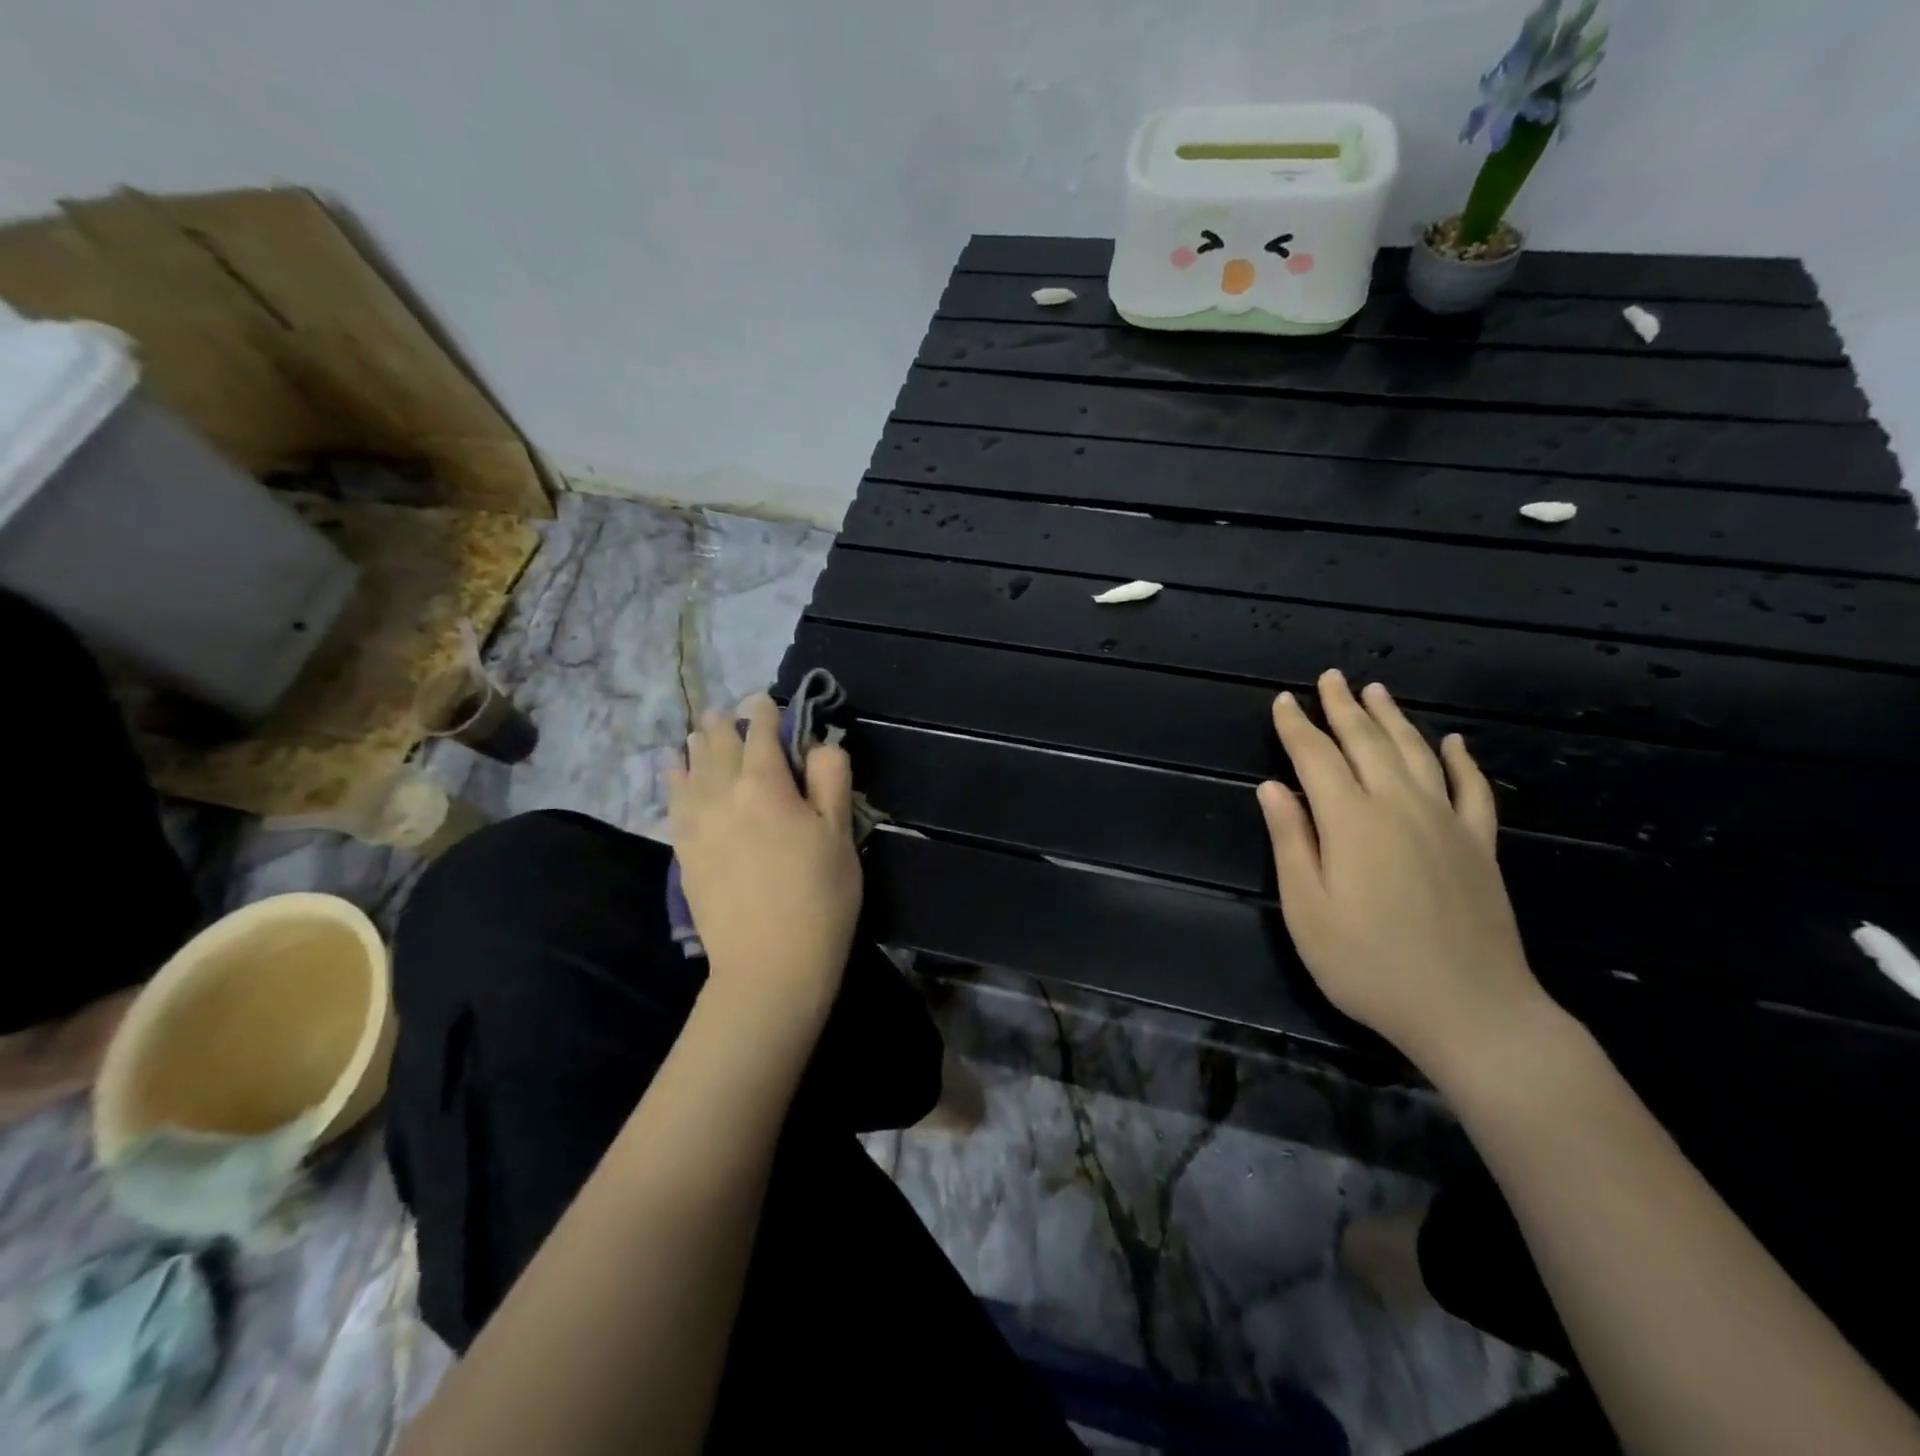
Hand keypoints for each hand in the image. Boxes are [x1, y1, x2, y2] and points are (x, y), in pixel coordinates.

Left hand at [668, 695, 860, 1015]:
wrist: (769, 965)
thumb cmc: (819, 897)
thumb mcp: (840, 834)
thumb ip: (830, 779)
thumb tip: (819, 743)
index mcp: (765, 785)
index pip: (761, 733)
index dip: (766, 713)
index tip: (768, 702)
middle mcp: (722, 794)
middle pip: (718, 745)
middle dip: (726, 724)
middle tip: (730, 712)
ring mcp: (696, 823)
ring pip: (691, 768)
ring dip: (697, 745)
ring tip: (700, 731)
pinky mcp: (684, 851)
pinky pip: (673, 799)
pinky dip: (675, 777)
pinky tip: (674, 769)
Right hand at [1256, 670, 1549, 1079]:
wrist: (1470, 1010)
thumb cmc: (1369, 964)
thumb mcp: (1307, 909)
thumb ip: (1291, 841)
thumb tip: (1272, 787)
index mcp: (1352, 821)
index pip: (1317, 757)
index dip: (1298, 727)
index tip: (1283, 701)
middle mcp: (1400, 807)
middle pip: (1368, 743)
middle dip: (1344, 708)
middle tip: (1330, 677)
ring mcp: (1447, 823)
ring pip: (1418, 754)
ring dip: (1394, 719)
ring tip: (1376, 691)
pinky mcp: (1480, 846)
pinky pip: (1472, 790)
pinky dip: (1461, 761)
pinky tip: (1453, 743)